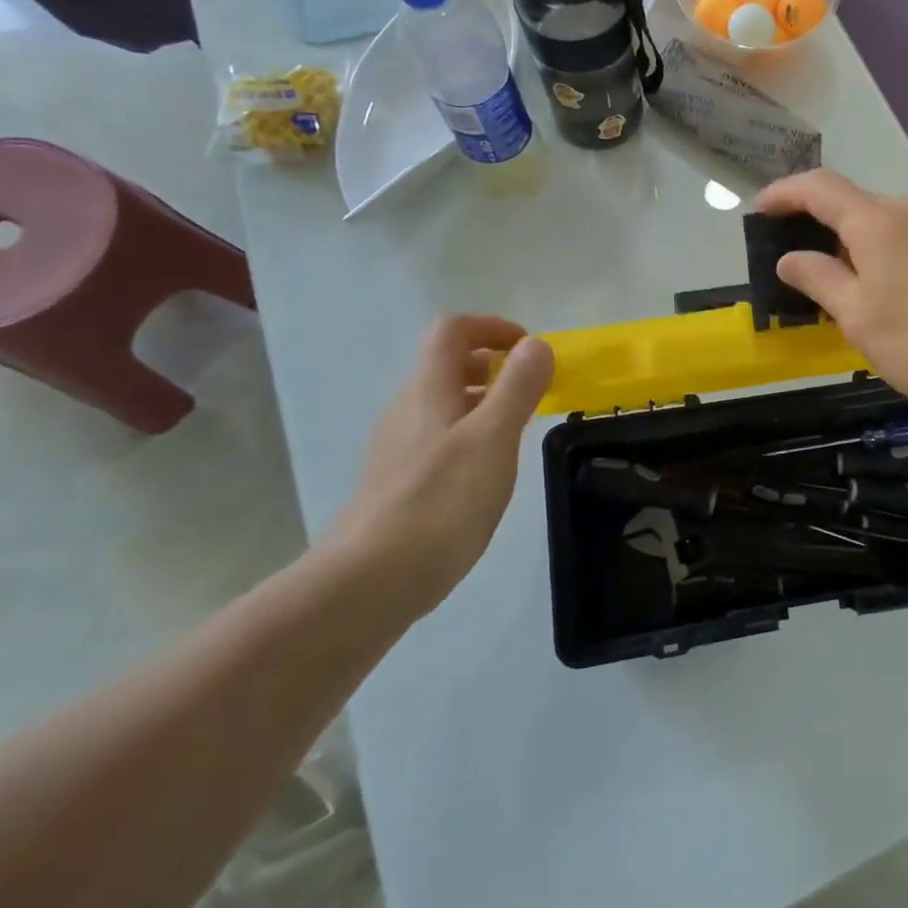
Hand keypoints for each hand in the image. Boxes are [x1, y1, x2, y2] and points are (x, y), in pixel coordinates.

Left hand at [322, 315, 554, 614]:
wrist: (371, 581)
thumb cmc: (442, 500)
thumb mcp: (493, 437)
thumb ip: (517, 387)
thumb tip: (536, 344)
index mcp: (428, 388)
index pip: (452, 330)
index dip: (492, 327)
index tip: (529, 349)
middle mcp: (406, 409)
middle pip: (445, 364)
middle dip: (492, 365)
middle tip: (530, 390)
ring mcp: (396, 447)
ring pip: (442, 404)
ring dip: (482, 401)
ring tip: (516, 430)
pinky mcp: (397, 483)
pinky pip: (437, 438)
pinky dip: (468, 435)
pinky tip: (486, 472)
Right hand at [756, 170, 907, 429]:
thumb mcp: (855, 316)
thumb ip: (818, 278)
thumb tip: (790, 258)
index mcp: (878, 221)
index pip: (820, 188)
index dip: (785, 193)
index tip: (762, 210)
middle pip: (858, 204)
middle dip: (825, 224)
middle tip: (807, 263)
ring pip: (893, 222)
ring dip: (863, 241)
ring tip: (855, 284)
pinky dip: (897, 252)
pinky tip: (903, 292)